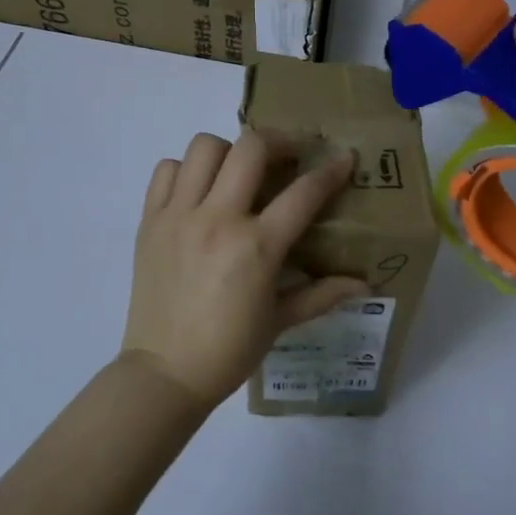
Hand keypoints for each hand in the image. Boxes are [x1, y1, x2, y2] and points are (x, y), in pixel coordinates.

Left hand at [122, 130, 368, 408]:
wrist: (165, 372)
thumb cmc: (228, 351)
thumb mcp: (280, 322)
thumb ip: (323, 294)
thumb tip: (366, 285)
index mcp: (256, 248)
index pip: (303, 193)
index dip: (331, 171)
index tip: (344, 158)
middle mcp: (217, 220)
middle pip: (251, 148)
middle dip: (280, 142)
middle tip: (288, 157)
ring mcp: (178, 216)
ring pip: (204, 148)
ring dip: (229, 152)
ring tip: (239, 174)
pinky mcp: (149, 221)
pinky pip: (167, 171)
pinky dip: (186, 171)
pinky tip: (199, 192)